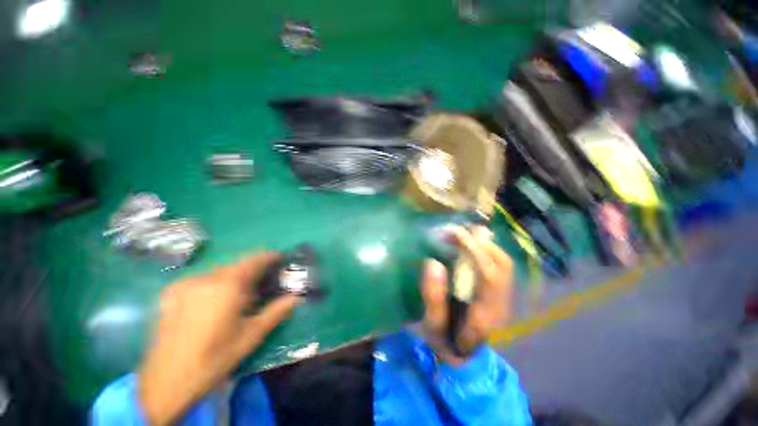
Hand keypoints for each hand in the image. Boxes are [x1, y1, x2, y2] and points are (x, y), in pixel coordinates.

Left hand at [138, 252, 299, 425]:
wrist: (166, 381)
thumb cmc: (214, 358)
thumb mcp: (251, 335)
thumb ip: (276, 311)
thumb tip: (297, 298)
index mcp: (227, 285)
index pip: (254, 260)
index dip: (269, 256)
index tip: (280, 258)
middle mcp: (205, 278)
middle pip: (237, 264)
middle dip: (252, 270)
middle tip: (261, 284)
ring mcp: (185, 283)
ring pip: (219, 271)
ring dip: (233, 277)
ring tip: (238, 296)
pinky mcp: (171, 292)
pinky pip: (201, 279)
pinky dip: (214, 283)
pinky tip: (213, 302)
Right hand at [420, 226, 513, 364]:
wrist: (463, 355)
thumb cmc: (446, 340)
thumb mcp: (433, 324)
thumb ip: (433, 296)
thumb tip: (433, 262)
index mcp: (487, 313)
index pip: (490, 274)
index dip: (474, 250)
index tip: (453, 233)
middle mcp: (502, 302)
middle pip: (503, 264)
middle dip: (480, 242)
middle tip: (453, 232)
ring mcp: (504, 297)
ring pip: (503, 262)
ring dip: (483, 243)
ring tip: (459, 235)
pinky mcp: (499, 291)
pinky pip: (498, 263)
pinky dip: (485, 249)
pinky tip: (469, 244)